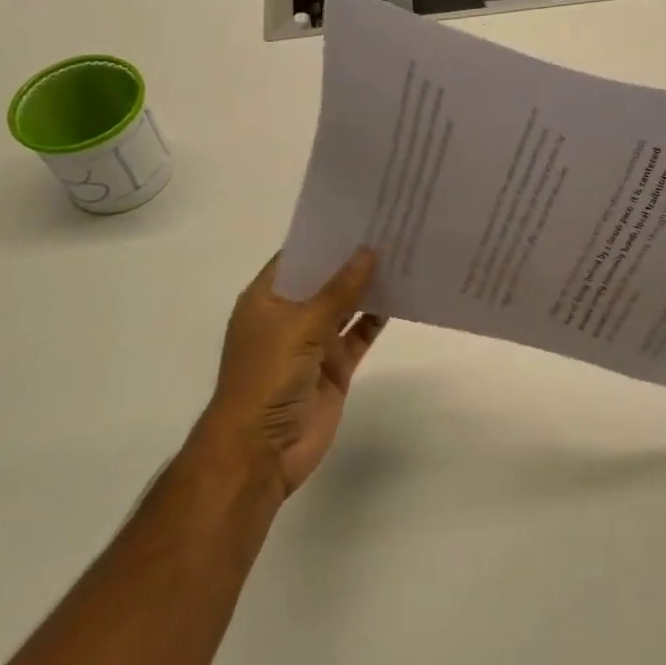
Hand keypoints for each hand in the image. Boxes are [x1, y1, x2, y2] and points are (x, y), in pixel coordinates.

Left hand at [199, 248, 385, 498]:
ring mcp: (314, 342)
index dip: (326, 236)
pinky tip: (404, 294)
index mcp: (267, 299)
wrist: (261, 452)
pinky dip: (379, 317)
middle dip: (353, 258)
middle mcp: (290, 316)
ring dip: (370, 285)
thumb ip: (338, 290)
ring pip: (346, 305)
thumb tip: (368, 250)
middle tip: (392, 226)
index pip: (298, 256)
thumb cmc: (267, 378)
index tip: (360, 211)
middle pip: (325, 279)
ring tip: (404, 252)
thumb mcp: (300, 326)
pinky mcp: (335, 366)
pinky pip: (360, 334)